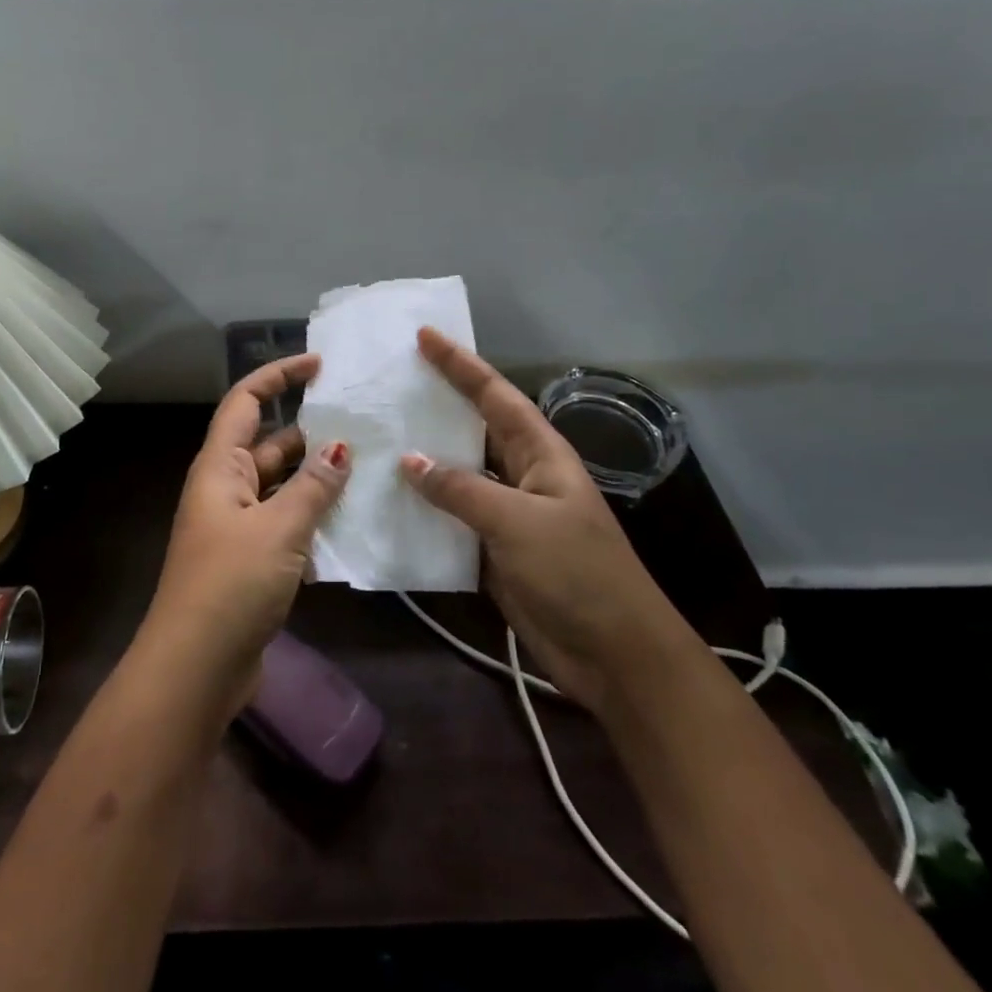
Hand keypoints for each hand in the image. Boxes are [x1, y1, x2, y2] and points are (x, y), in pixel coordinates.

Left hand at [139, 354, 351, 718]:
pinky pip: (287, 525)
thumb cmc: (230, 584)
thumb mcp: (278, 529)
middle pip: (269, 444)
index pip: (246, 401)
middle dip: (311, 433)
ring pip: (283, 487)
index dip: (278, 376)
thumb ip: (312, 487)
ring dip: (318, 481)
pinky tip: (353, 525)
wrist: (195, 668)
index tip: (319, 364)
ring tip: (370, 470)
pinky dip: (314, 521)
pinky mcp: (251, 560)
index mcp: (219, 467)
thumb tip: (340, 448)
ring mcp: (238, 526)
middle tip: (364, 426)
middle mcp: (226, 488)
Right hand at [398, 327, 689, 709]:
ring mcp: (506, 513)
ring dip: (423, 458)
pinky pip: (450, 517)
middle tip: (392, 380)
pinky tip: (388, 498)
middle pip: (473, 427)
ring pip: (457, 473)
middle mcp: (522, 474)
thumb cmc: (576, 573)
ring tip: (378, 433)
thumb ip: (461, 489)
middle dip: (437, 402)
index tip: (424, 336)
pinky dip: (423, 507)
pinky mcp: (492, 549)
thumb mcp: (518, 523)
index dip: (460, 364)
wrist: (613, 655)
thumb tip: (409, 460)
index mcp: (540, 454)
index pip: (494, 395)